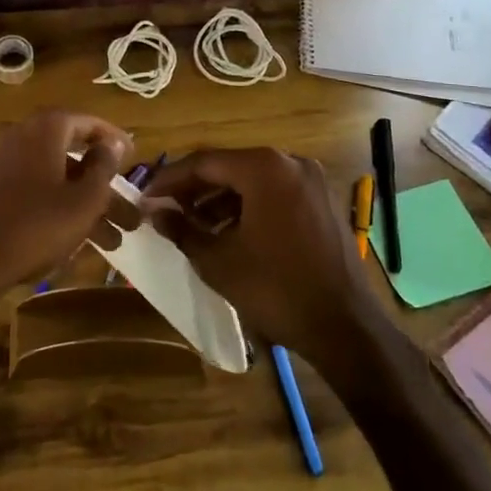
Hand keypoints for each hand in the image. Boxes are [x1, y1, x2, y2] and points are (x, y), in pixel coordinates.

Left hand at [0, 110, 130, 323]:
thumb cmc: (35, 226)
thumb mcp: (83, 200)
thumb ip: (103, 167)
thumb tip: (113, 143)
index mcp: (44, 129)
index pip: (87, 122)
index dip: (113, 139)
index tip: (133, 157)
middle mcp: (19, 135)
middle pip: (72, 156)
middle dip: (104, 188)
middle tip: (129, 214)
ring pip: (54, 178)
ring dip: (84, 205)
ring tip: (113, 243)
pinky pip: (32, 189)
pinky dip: (56, 206)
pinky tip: (76, 240)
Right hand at [143, 148, 390, 364]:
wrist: (345, 327)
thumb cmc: (275, 289)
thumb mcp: (218, 260)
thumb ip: (182, 229)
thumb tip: (155, 212)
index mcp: (264, 168)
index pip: (204, 162)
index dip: (170, 179)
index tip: (145, 196)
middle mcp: (289, 162)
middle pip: (229, 167)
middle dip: (194, 188)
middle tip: (165, 209)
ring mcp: (311, 181)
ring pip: (252, 181)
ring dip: (219, 199)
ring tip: (191, 224)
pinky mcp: (321, 202)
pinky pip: (274, 194)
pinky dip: (247, 207)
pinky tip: (227, 232)